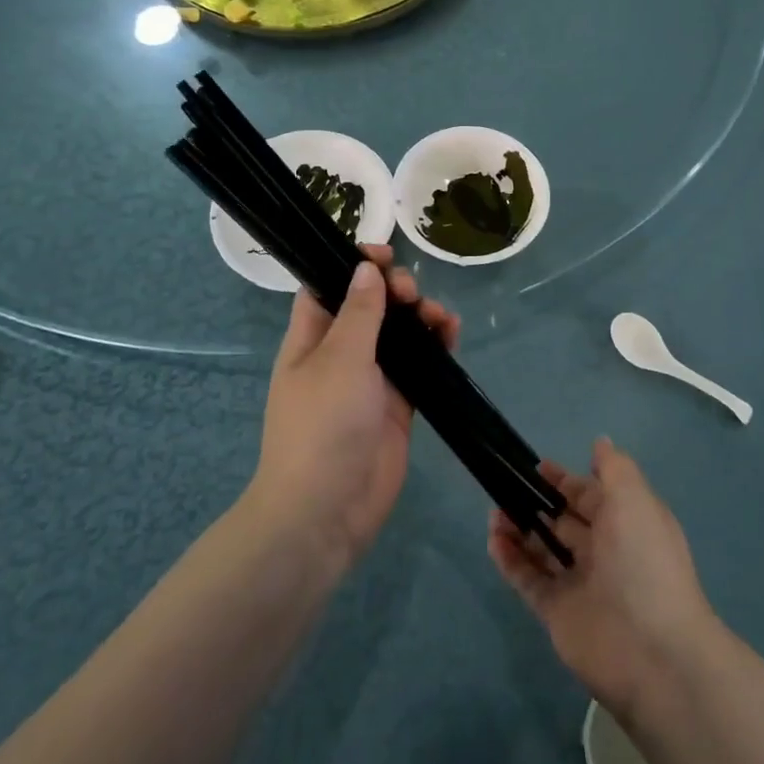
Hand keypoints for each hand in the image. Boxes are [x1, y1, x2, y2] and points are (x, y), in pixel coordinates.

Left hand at [248, 245, 458, 573]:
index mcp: (312, 338)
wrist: (326, 510)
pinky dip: (436, 348)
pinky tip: (452, 335)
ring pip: (400, 334)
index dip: (353, 264)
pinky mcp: (398, 405)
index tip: (383, 253)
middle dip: (395, 290)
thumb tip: (366, 270)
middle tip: (412, 295)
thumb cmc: (322, 425)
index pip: (328, 286)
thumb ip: (359, 313)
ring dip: (420, 317)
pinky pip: (420, 365)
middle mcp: (340, 354)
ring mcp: (371, 380)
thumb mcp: (339, 359)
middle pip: (371, 306)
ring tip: (440, 318)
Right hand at [487, 438, 715, 714]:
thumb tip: (600, 442)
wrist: (653, 653)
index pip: (591, 496)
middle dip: (537, 503)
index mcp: (627, 523)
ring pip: (543, 549)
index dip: (565, 481)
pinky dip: (511, 560)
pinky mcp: (558, 614)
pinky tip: (493, 540)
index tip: (536, 468)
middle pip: (564, 521)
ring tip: (495, 513)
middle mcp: (604, 552)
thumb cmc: (644, 562)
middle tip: (505, 487)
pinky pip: (530, 580)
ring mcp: (580, 584)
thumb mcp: (635, 500)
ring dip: (519, 529)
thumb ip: (614, 468)